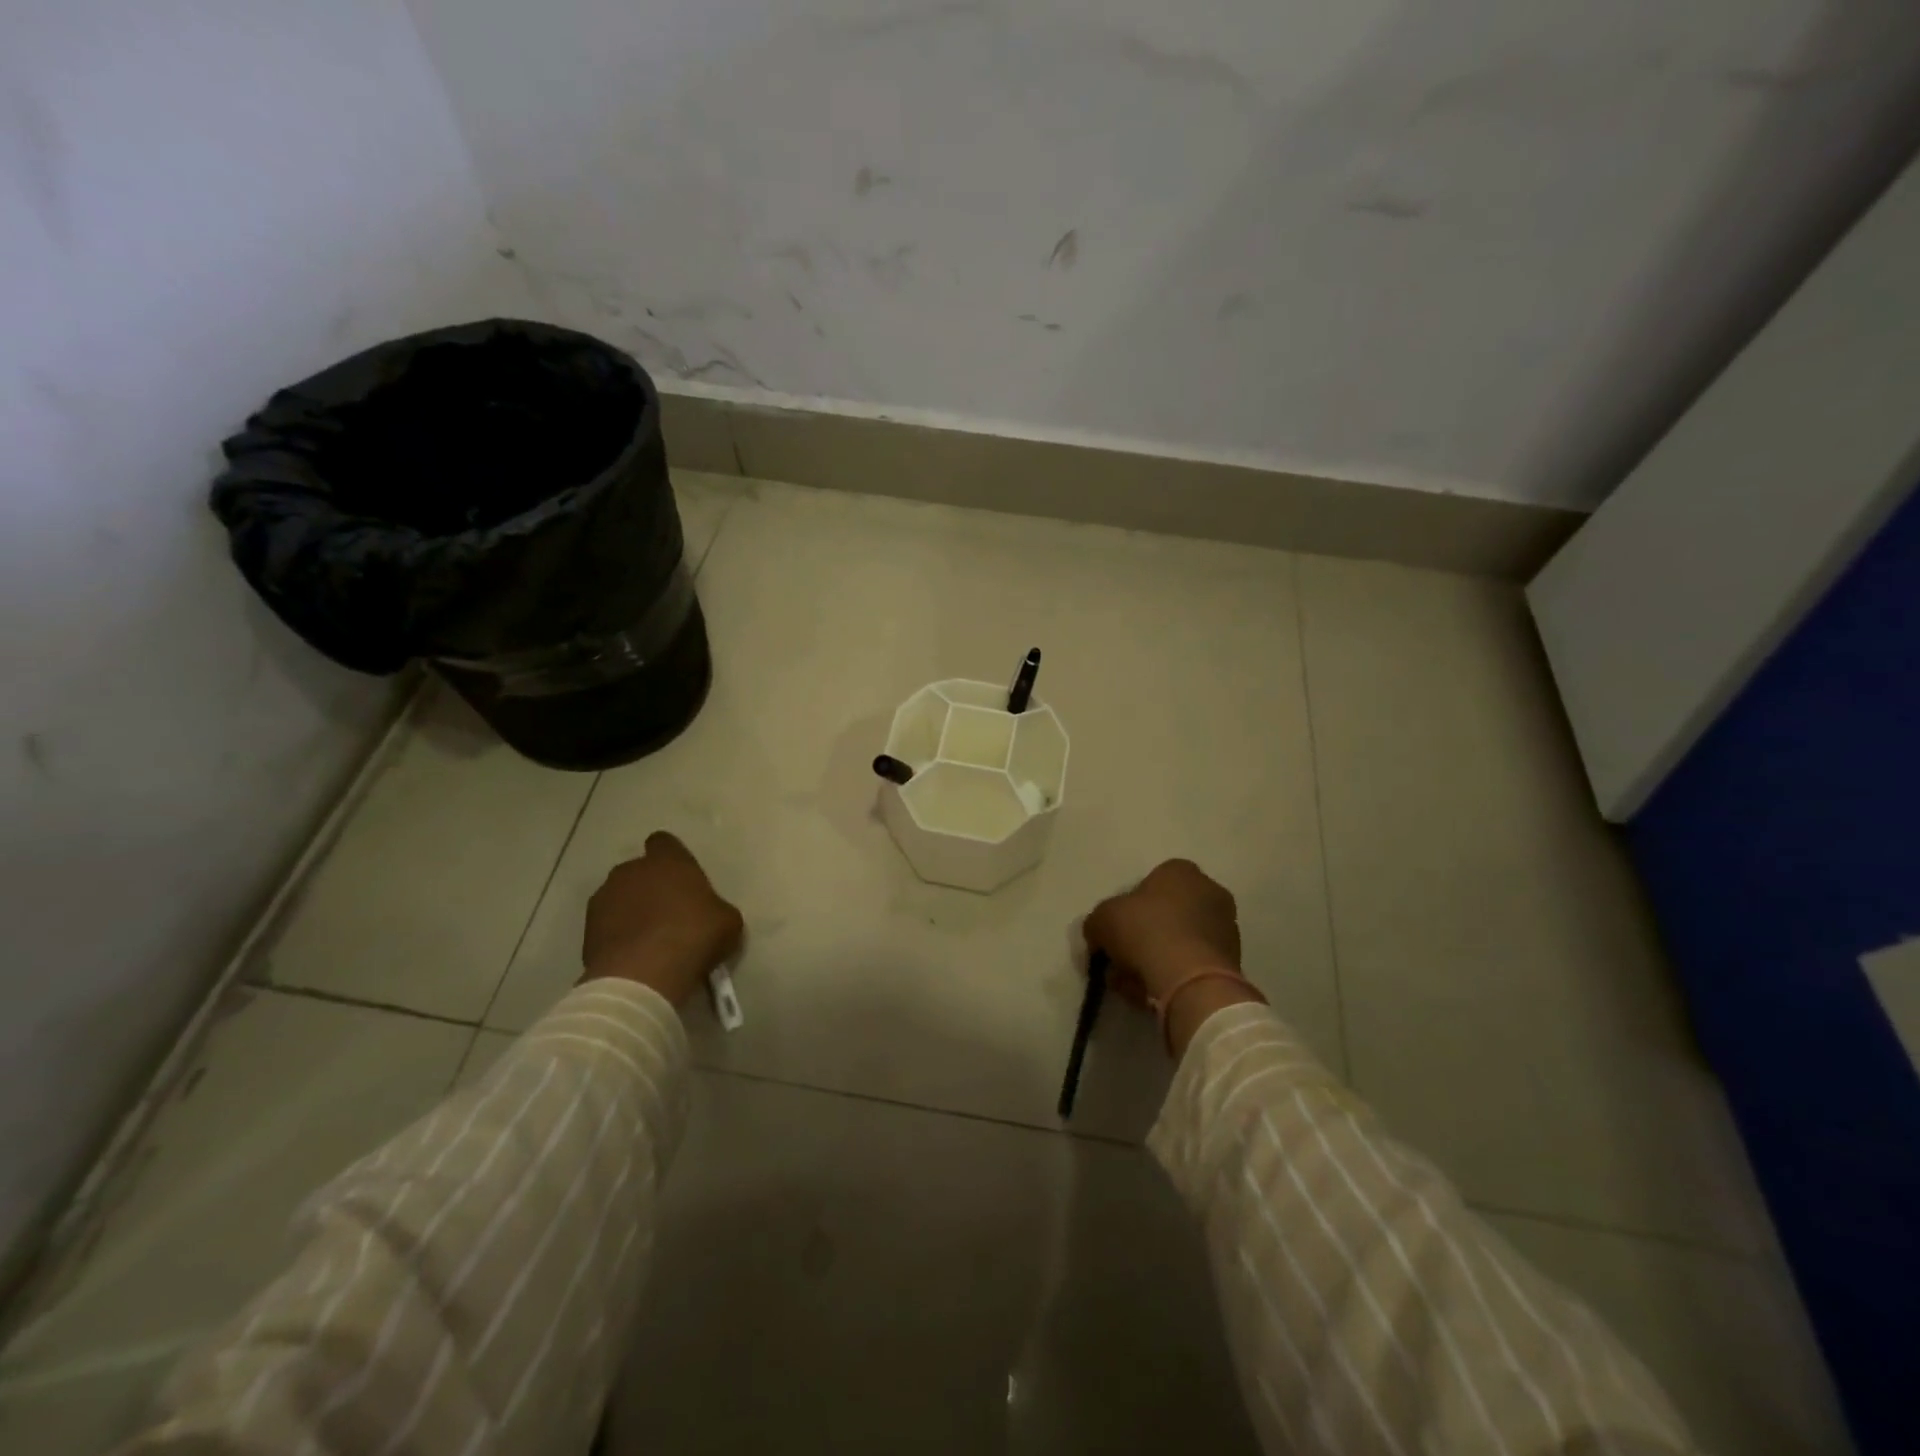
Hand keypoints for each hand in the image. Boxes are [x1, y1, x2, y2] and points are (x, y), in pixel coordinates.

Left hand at [581, 832, 743, 1006]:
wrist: (643, 976)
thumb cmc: (694, 936)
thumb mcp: (727, 920)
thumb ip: (715, 908)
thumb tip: (709, 915)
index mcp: (668, 861)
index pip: (664, 842)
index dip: (672, 858)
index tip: (682, 879)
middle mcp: (631, 871)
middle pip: (639, 871)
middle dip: (650, 886)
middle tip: (669, 912)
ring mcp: (604, 898)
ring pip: (619, 896)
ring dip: (631, 910)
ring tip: (648, 938)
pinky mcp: (587, 929)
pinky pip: (607, 924)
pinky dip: (617, 934)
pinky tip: (633, 955)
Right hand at [1084, 859, 1255, 1055]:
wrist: (1189, 979)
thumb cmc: (1145, 931)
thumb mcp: (1102, 919)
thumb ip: (1098, 922)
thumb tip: (1099, 936)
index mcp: (1181, 871)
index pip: (1150, 884)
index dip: (1128, 909)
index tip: (1116, 932)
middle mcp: (1210, 891)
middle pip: (1166, 914)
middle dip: (1143, 937)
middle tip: (1122, 960)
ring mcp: (1226, 927)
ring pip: (1180, 942)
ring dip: (1157, 960)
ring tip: (1134, 984)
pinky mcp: (1233, 961)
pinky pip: (1194, 965)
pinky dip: (1176, 976)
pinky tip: (1155, 993)